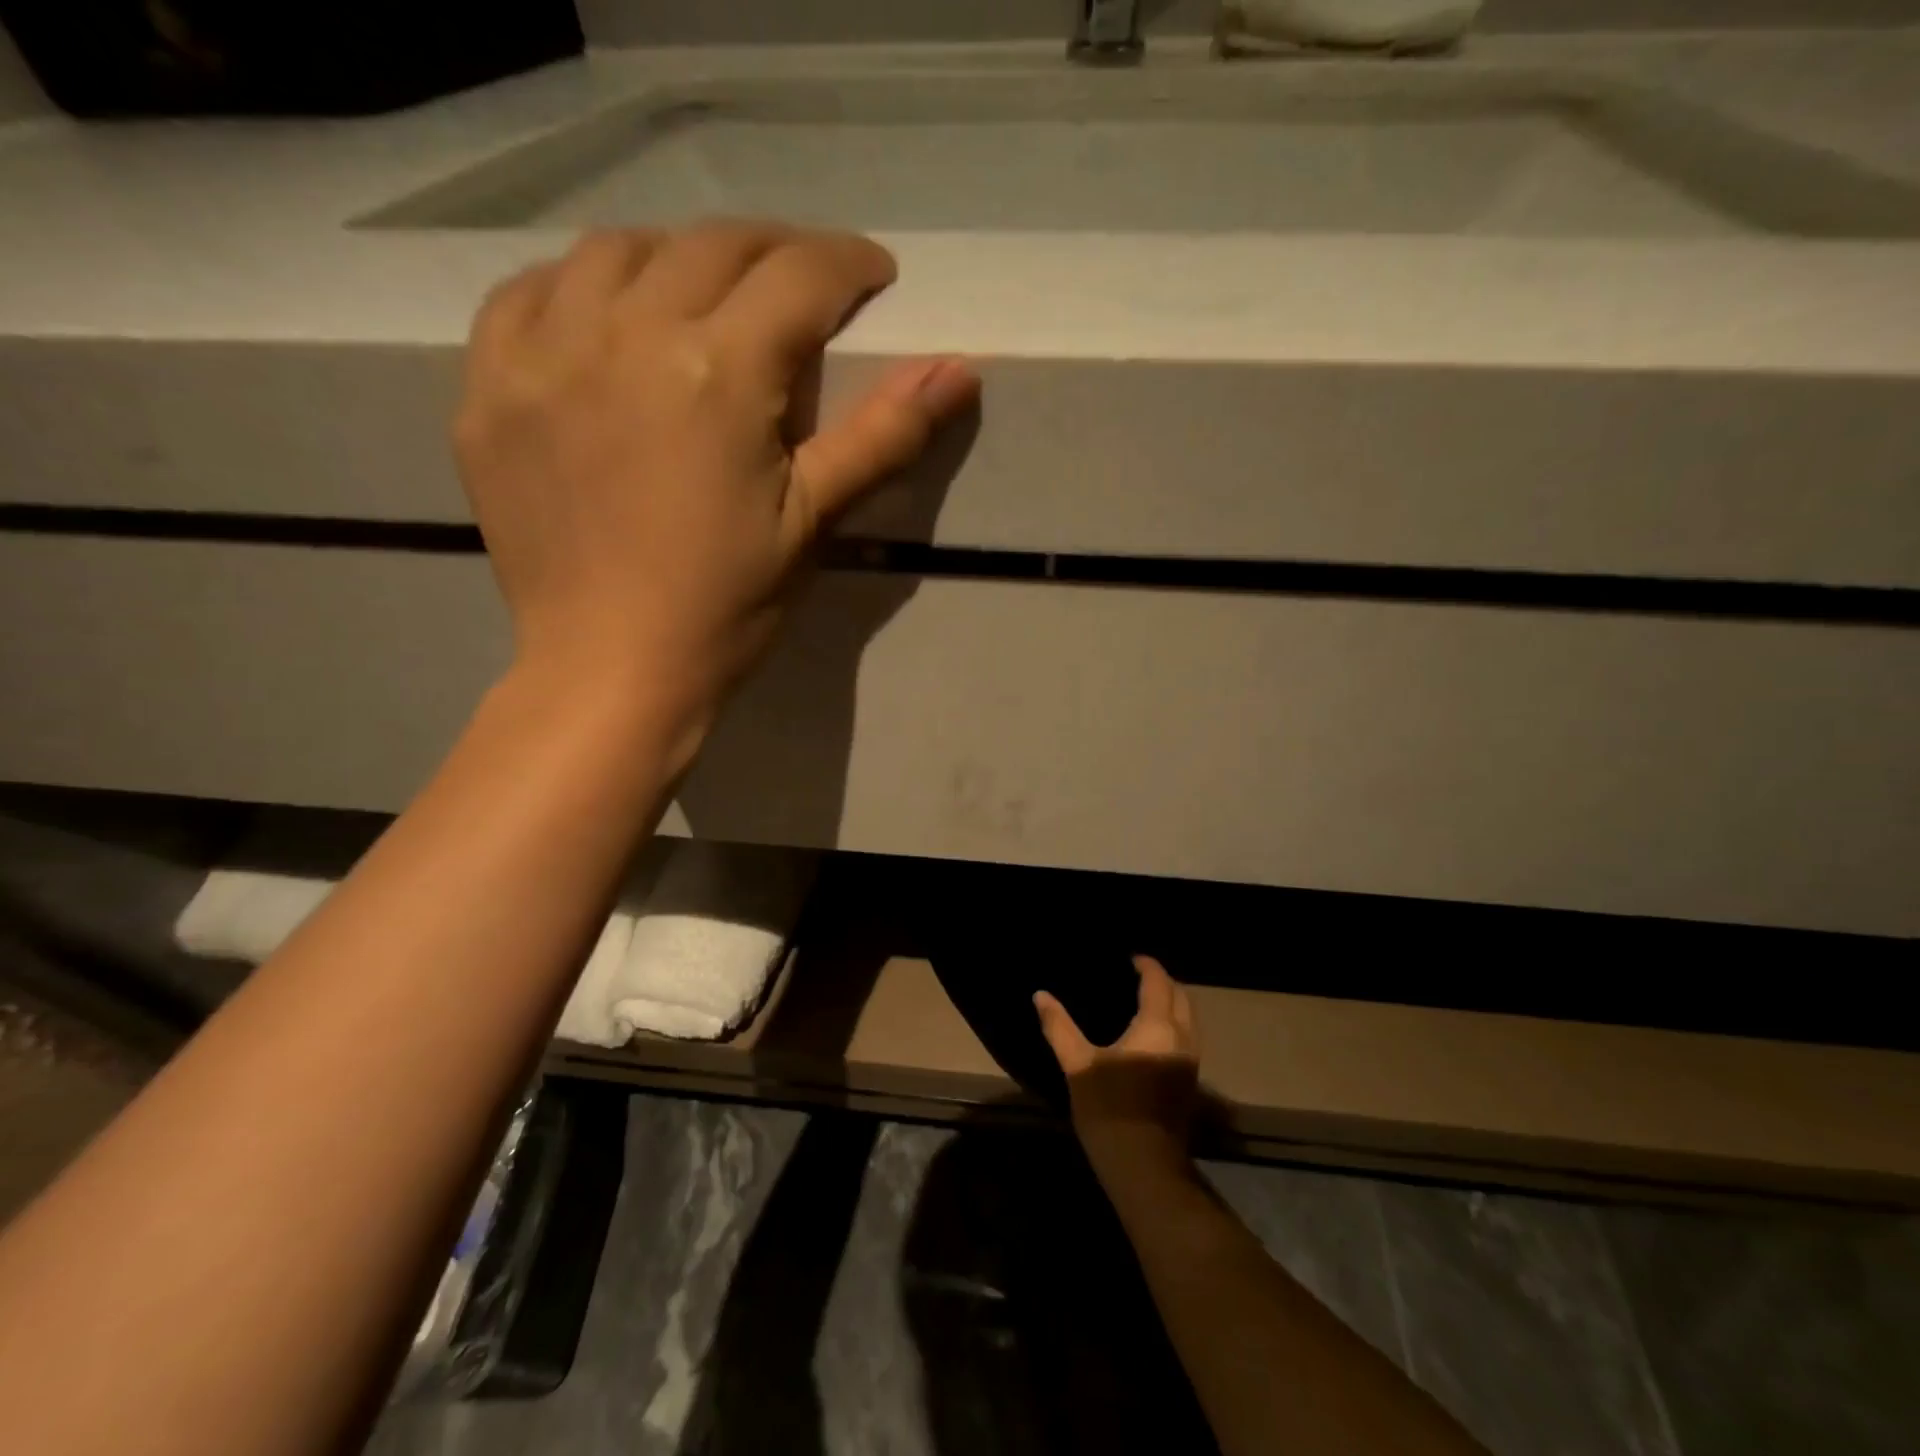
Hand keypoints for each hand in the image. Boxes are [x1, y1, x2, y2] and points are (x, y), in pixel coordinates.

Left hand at [454, 220, 978, 756]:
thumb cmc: (727, 606)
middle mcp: (623, 335)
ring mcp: (543, 356)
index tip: (873, 276)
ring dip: (676, 257)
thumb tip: (961, 370)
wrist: (611, 670)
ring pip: (613, 251)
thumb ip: (883, 436)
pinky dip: (575, 286)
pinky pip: (524, 294)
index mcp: (718, 372)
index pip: (798, 276)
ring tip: (704, 296)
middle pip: (711, 246)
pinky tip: (601, 318)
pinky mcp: (489, 390)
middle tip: (803, 282)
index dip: (848, 265)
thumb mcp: (814, 521)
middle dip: (774, 250)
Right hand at [1035, 956, 1199, 1169]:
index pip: (1158, 982)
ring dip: (1172, 1002)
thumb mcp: (1079, 1065)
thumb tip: (1040, 995)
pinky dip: (1174, 1022)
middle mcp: (1182, 1038)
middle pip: (1181, 996)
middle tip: (1136, 976)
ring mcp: (1190, 1062)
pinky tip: (1150, 1032)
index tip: (1130, 958)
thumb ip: (1059, 1026)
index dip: (1146, 966)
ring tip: (1142, 1000)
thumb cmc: (1110, 1110)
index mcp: (1158, 1027)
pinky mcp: (1190, 1081)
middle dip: (1163, 981)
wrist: (1145, 1168)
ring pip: (1189, 1018)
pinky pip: (1187, 1036)